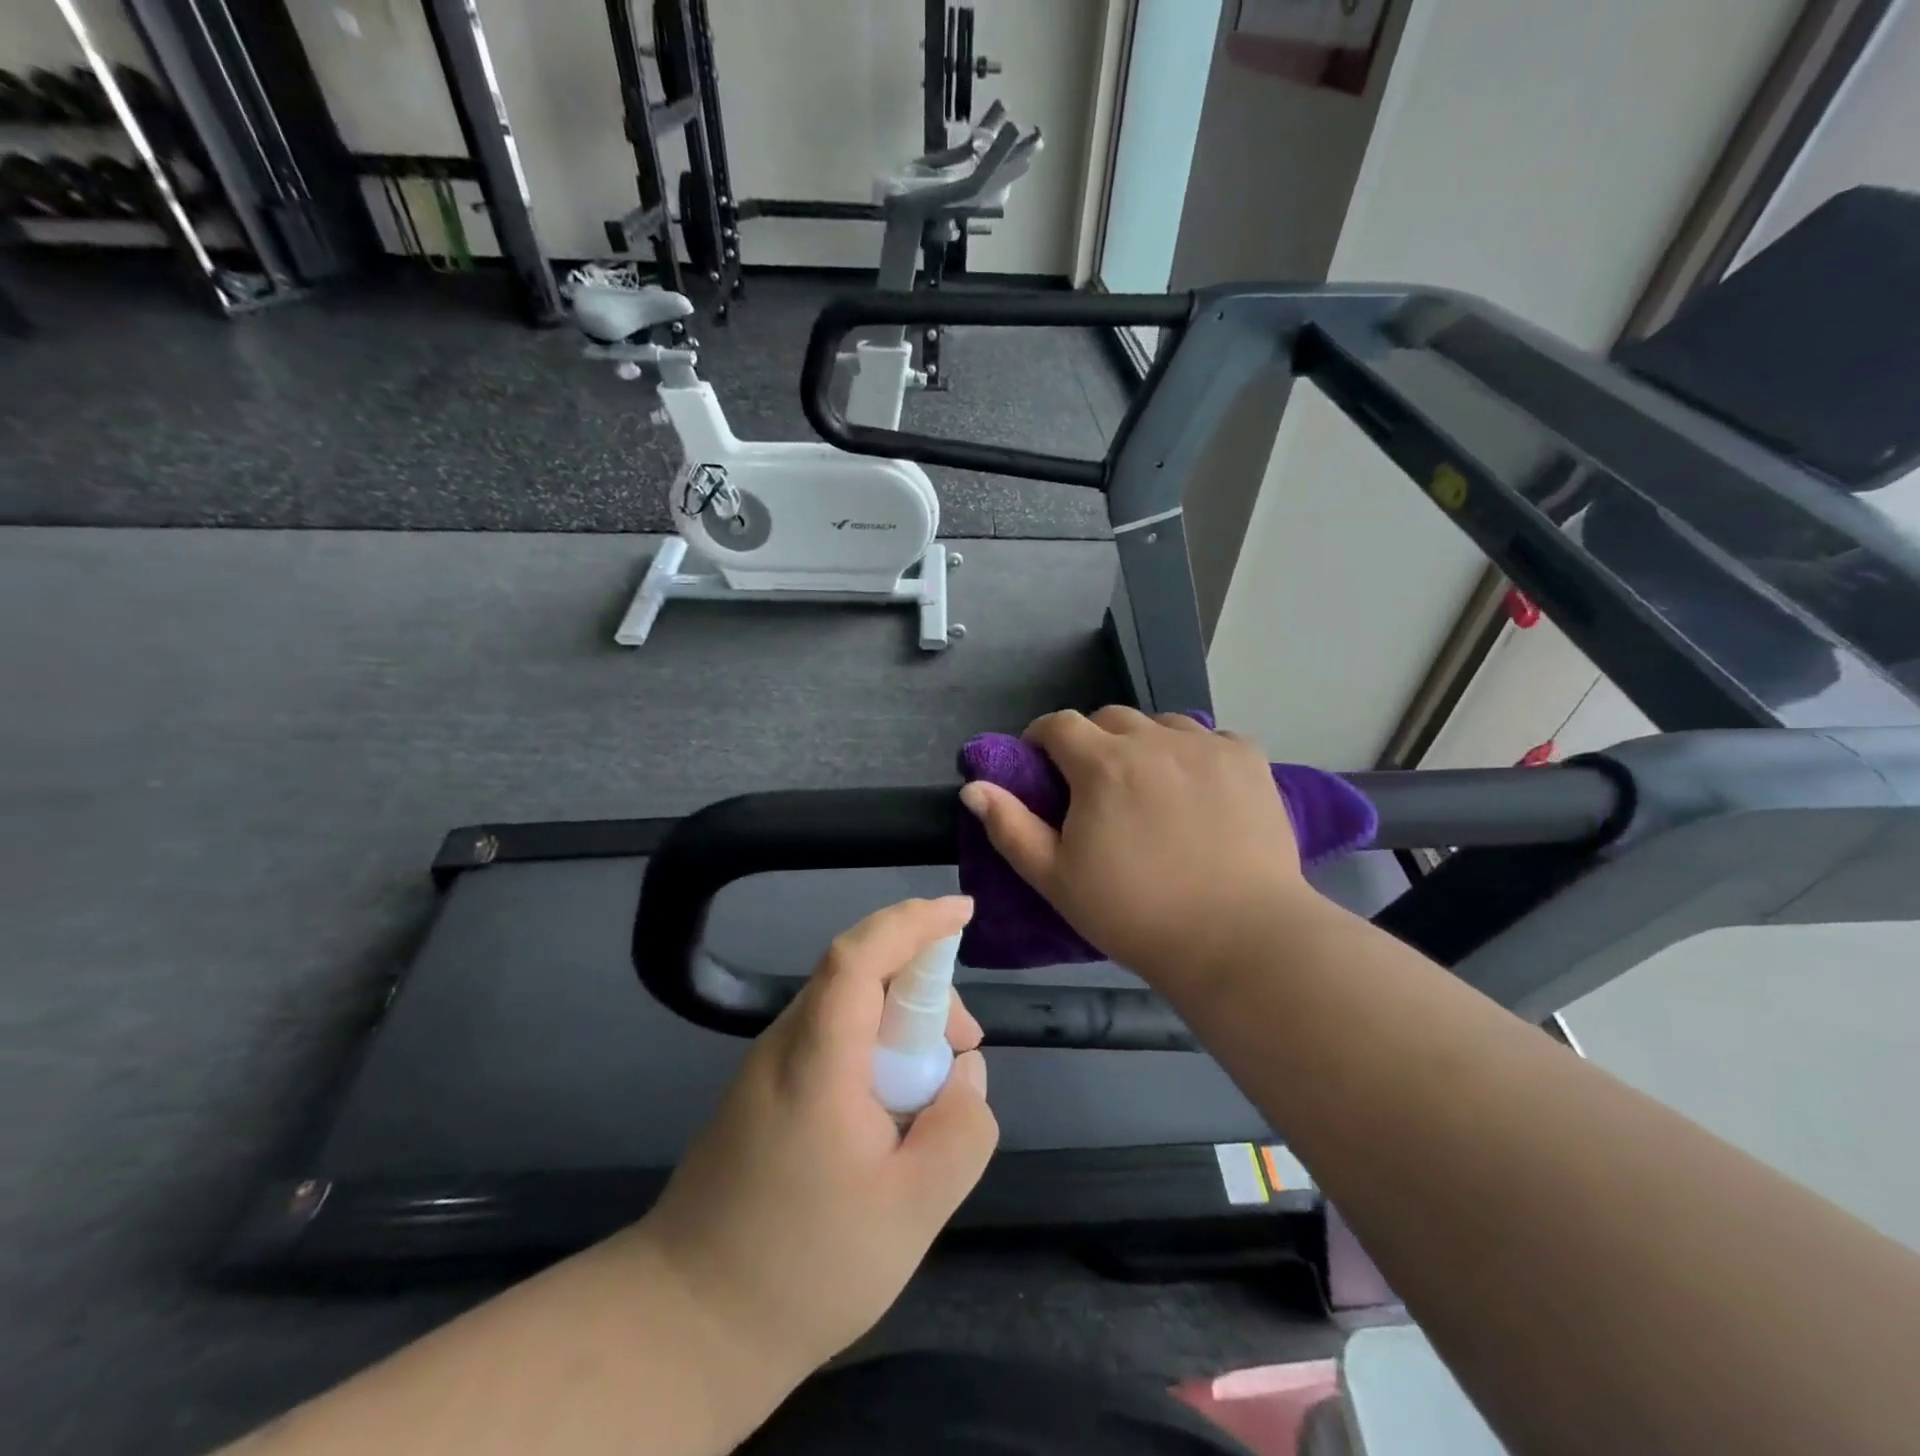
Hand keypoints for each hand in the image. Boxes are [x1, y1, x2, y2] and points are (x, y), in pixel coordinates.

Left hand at [634, 897, 997, 1398]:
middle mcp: (785, 1044)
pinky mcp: (764, 1090)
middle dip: (924, 986)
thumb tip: (968, 1073)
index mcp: (816, 1060)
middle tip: (964, 1047)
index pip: (859, 956)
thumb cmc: (804, 1266)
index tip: (962, 911)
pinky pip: (831, 1038)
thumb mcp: (912, 1211)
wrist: (688, 1321)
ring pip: (847, 1005)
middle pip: (859, 974)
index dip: (913, 922)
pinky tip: (894, 1104)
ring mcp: (768, 1066)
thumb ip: (960, 1131)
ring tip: (937, 1084)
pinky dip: (875, 1045)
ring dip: (901, 1020)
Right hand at [959, 707, 1313, 987]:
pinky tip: (1198, 789)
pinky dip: (1194, 753)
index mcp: (1102, 764)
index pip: (1059, 724)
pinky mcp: (1248, 759)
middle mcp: (1154, 739)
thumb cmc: (1136, 913)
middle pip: (1110, 718)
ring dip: (1144, 744)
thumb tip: (974, 787)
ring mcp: (1207, 746)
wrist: (1239, 939)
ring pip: (1161, 724)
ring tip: (1149, 785)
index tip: (1043, 767)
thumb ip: (1010, 827)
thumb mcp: (1055, 879)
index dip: (1043, 739)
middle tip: (1096, 786)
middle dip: (1092, 741)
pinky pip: (1210, 739)